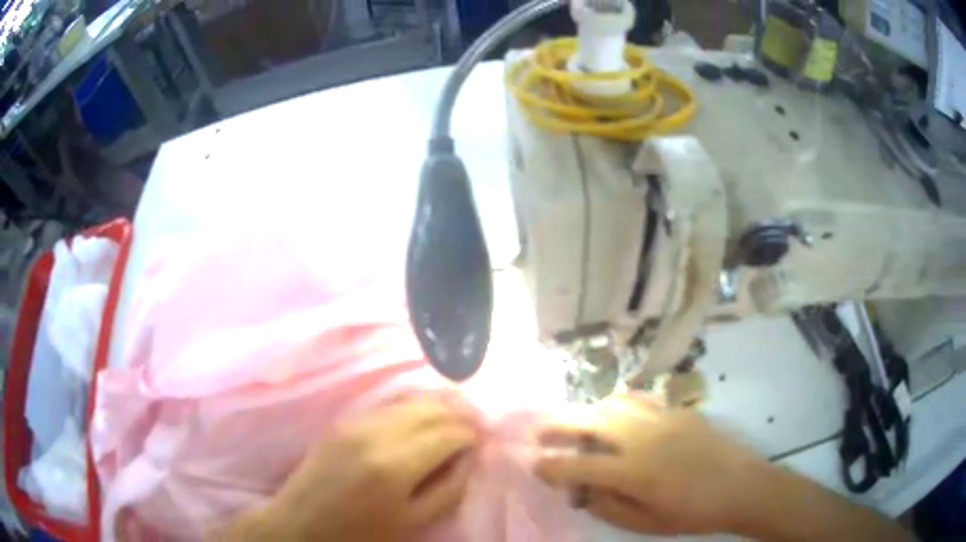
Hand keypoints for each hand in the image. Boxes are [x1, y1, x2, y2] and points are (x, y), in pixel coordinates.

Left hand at [220, 397, 476, 541]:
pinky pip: (386, 405)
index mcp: (395, 465)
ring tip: (452, 422)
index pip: (448, 432)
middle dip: (458, 414)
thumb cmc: (360, 534)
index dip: (472, 433)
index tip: (485, 439)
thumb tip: (471, 458)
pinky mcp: (342, 421)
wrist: (301, 524)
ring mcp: (355, 423)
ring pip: (408, 401)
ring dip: (435, 408)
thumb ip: (448, 488)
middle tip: (474, 427)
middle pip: (430, 409)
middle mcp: (376, 434)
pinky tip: (419, 421)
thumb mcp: (413, 522)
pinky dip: (410, 408)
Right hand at [535, 394, 769, 535]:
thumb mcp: (644, 524)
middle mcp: (643, 438)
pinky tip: (622, 418)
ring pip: (614, 401)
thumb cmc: (692, 512)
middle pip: (590, 419)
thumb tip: (581, 489)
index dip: (550, 465)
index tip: (533, 464)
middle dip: (557, 423)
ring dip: (590, 412)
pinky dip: (621, 405)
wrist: (742, 486)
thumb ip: (606, 506)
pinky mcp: (679, 409)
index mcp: (634, 473)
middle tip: (540, 430)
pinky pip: (641, 399)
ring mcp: (663, 418)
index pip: (578, 465)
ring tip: (583, 426)